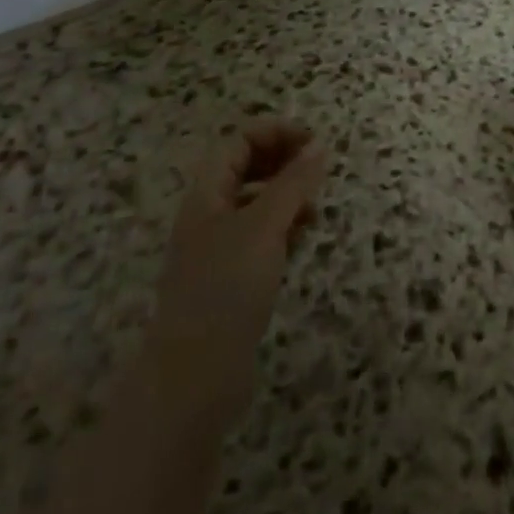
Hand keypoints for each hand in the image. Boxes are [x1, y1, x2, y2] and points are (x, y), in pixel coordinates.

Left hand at [141, 118, 329, 434]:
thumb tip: (320, 145)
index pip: (240, 141)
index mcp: (207, 194)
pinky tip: (301, 240)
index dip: (275, 133)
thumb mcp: (265, 226)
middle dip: (283, 162)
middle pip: (246, 168)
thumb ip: (294, 183)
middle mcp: (209, 215)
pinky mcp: (231, 281)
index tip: (313, 143)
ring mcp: (218, 249)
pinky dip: (283, 229)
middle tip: (318, 171)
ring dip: (286, 196)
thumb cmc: (226, 289)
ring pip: (256, 203)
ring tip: (314, 209)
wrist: (193, 381)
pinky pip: (261, 237)